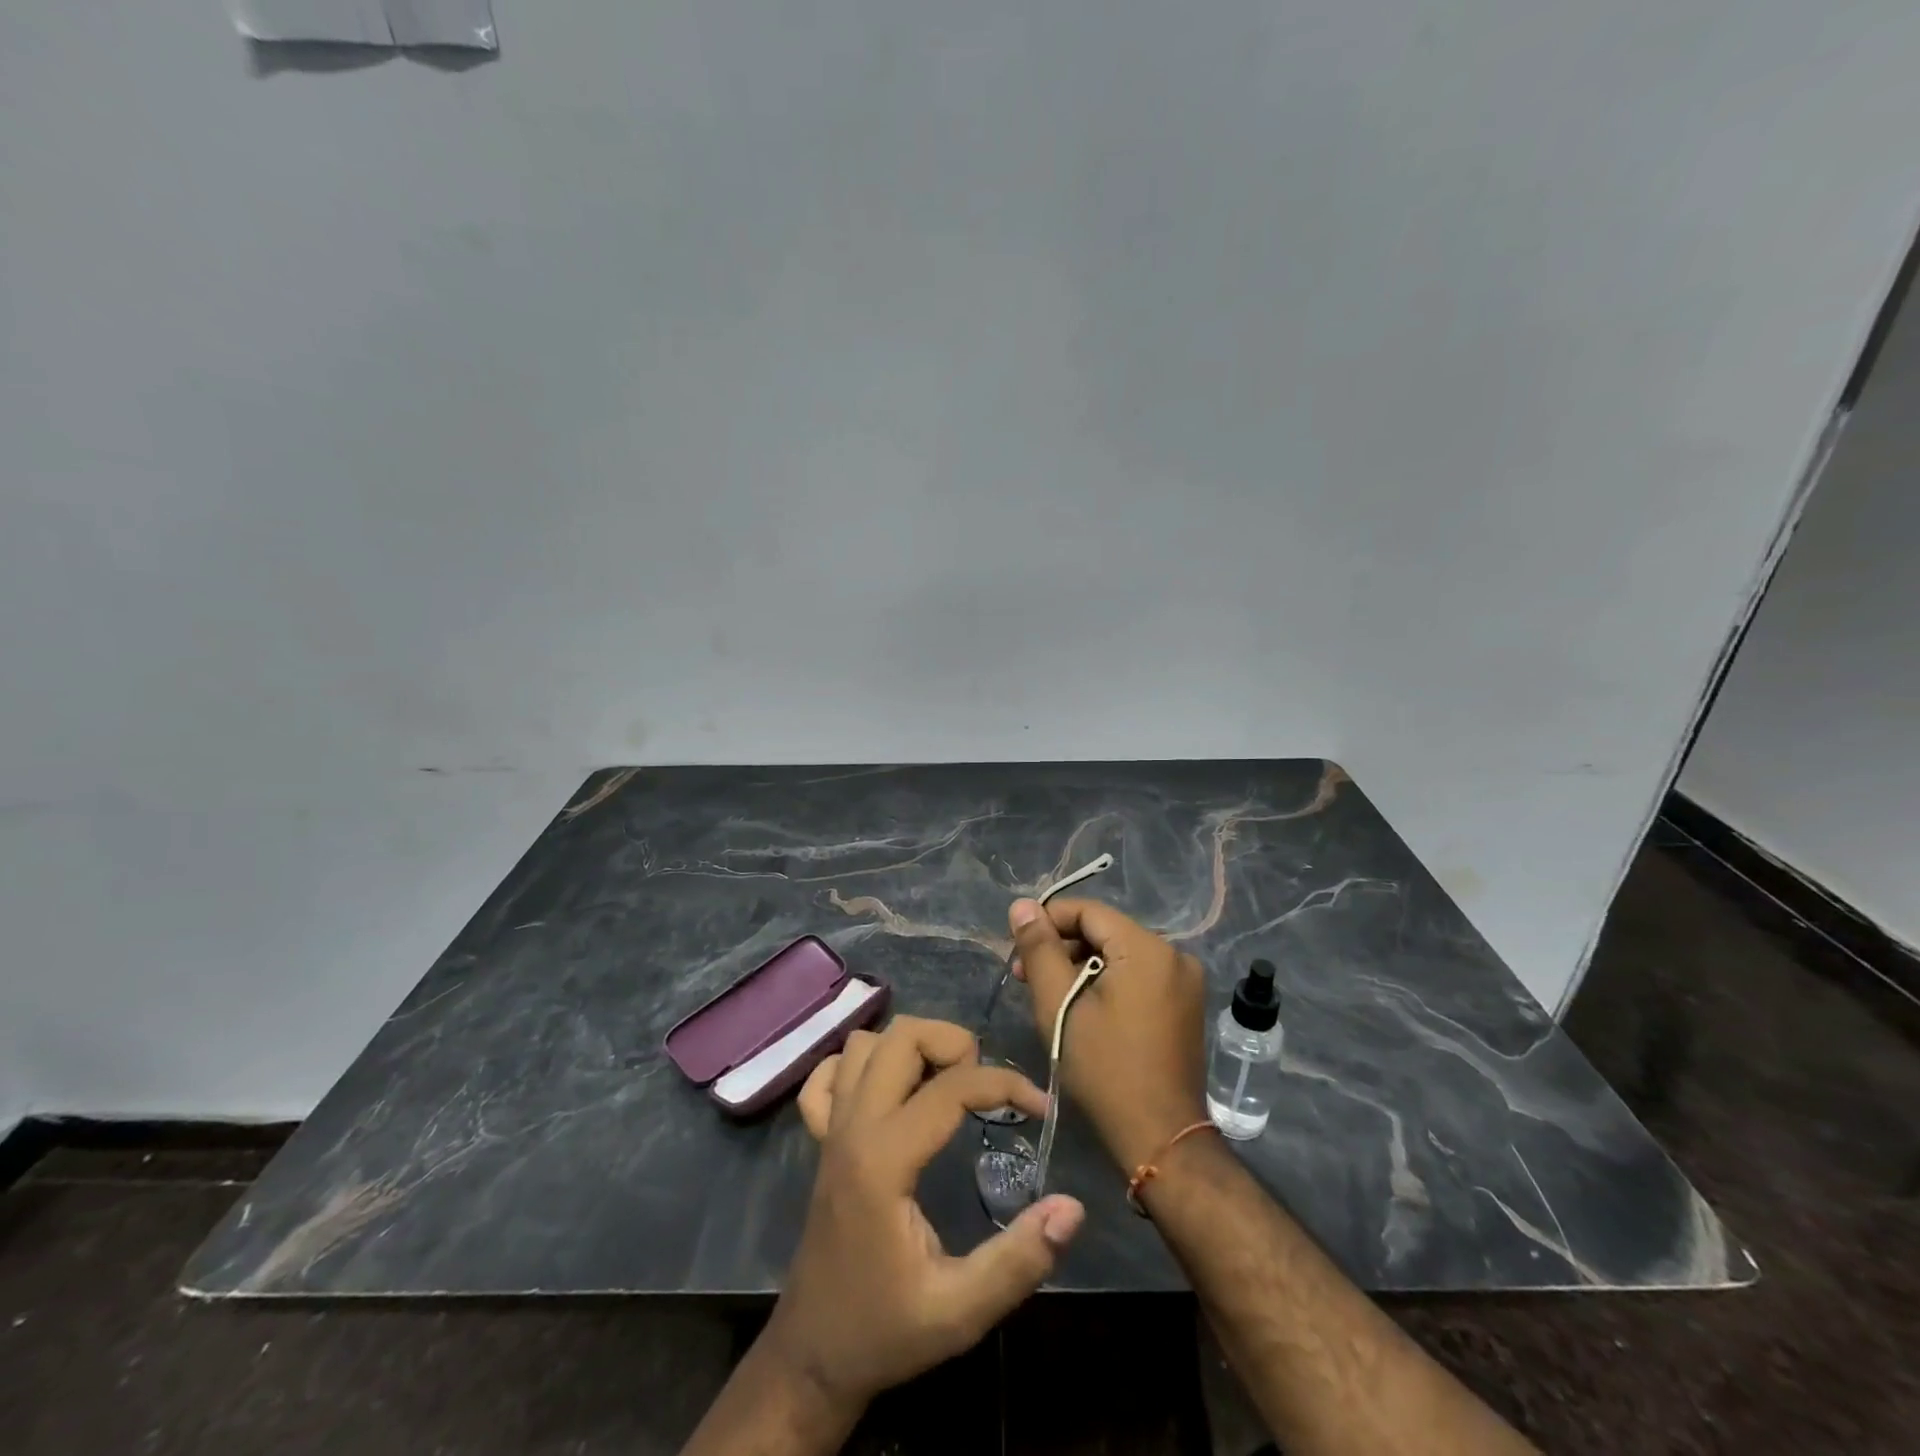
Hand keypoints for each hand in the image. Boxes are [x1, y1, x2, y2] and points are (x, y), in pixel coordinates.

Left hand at [769, 1016, 1085, 1405]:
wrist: (812, 1356)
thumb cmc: (884, 1331)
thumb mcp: (960, 1312)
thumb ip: (1019, 1260)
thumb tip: (1072, 1208)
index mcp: (884, 1160)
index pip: (950, 1087)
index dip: (1005, 1084)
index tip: (1040, 1108)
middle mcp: (853, 1126)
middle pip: (902, 1037)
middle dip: (954, 1044)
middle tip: (985, 1087)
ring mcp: (831, 1127)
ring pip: (865, 1044)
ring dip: (911, 1048)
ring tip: (945, 1084)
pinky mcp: (820, 1138)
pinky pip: (828, 1075)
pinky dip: (858, 1066)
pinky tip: (887, 1092)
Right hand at [1009, 898, 1207, 1170]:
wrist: (1161, 1137)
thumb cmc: (1105, 1068)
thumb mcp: (1060, 1005)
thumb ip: (1039, 948)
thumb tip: (1022, 905)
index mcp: (1147, 948)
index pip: (1088, 911)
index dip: (1048, 922)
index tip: (1018, 950)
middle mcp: (1174, 954)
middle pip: (1105, 932)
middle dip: (1062, 948)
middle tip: (1025, 978)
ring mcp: (1184, 981)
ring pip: (1120, 954)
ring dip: (1082, 967)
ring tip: (1050, 997)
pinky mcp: (1185, 1004)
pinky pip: (1138, 975)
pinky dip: (1107, 983)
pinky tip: (1083, 1008)